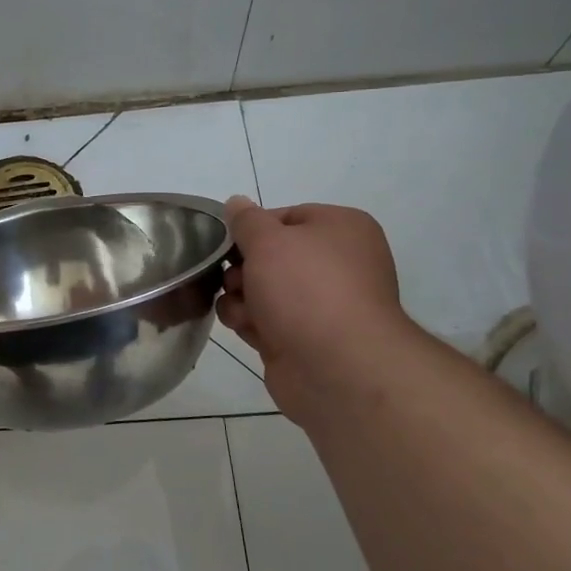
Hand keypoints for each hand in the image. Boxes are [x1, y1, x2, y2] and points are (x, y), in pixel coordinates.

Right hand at [219, 196, 421, 423]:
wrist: (337, 367)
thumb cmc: (306, 289)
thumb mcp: (268, 240)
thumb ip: (246, 220)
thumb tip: (235, 203)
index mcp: (342, 229)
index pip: (285, 216)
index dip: (252, 229)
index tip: (229, 242)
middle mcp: (337, 264)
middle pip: (270, 256)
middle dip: (242, 268)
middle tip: (235, 279)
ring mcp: (322, 305)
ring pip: (262, 290)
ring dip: (241, 297)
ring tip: (242, 309)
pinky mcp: (304, 338)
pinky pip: (266, 320)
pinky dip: (251, 322)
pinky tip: (247, 328)